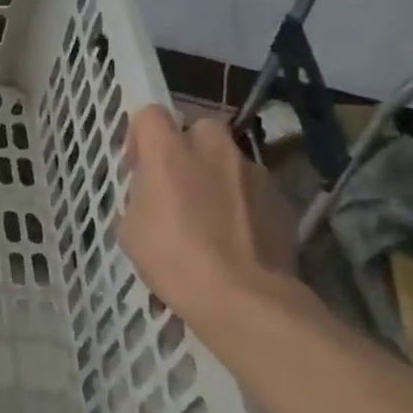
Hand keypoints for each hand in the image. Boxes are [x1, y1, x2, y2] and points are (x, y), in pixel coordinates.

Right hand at [119, 106, 300, 340]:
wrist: (245, 299)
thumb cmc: (174, 259)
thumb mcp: (131, 228)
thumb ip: (141, 196)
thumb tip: (154, 195)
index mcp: (169, 152)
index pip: (150, 113)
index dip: (141, 134)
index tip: (138, 165)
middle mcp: (213, 150)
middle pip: (198, 127)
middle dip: (187, 146)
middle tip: (177, 182)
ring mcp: (253, 173)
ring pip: (229, 159)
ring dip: (217, 176)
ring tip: (211, 216)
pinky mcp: (281, 199)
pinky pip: (253, 188)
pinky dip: (243, 202)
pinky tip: (237, 236)